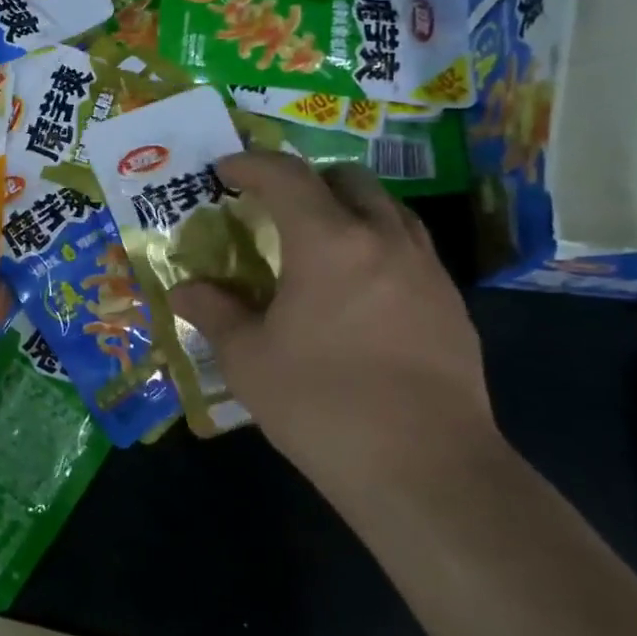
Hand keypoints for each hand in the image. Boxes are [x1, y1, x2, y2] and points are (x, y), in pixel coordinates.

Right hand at [169, 155, 504, 502]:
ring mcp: (427, 271)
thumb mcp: (249, 360)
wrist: (426, 470)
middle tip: (275, 206)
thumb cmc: (322, 405)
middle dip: (306, 180)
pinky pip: (410, 249)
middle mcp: (384, 240)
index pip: (287, 176)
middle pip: (348, 179)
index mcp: (329, 242)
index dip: (251, 165)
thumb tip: (184, 290)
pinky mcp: (452, 305)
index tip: (225, 170)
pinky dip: (377, 246)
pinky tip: (358, 292)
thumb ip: (214, 313)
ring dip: (348, 209)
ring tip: (318, 242)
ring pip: (388, 210)